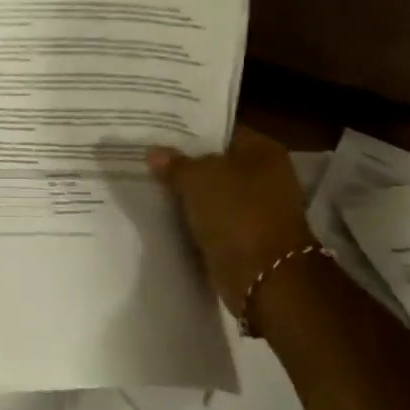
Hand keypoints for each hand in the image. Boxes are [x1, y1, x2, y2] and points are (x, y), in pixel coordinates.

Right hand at [148, 124, 316, 316]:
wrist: (265, 278)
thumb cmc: (237, 214)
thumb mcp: (198, 179)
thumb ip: (174, 163)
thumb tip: (154, 153)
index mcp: (262, 151)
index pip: (220, 130)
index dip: (188, 130)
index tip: (156, 130)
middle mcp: (263, 175)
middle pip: (214, 162)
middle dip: (182, 163)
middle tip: (144, 157)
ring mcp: (254, 208)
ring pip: (210, 193)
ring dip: (185, 193)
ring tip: (145, 183)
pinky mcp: (243, 236)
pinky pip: (209, 220)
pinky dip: (190, 219)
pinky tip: (161, 213)